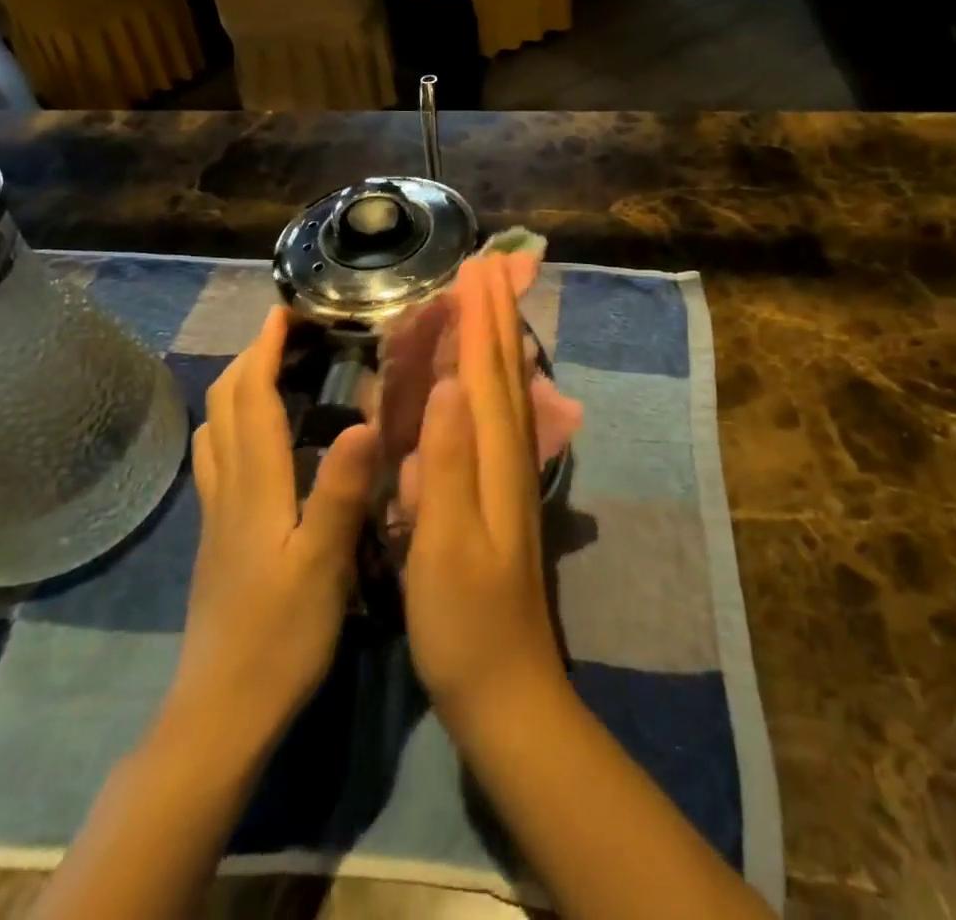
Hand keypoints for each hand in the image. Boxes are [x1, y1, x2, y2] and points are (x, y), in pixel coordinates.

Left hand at [170, 307, 381, 740]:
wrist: (220, 713)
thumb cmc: (279, 637)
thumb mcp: (323, 564)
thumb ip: (341, 491)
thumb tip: (364, 420)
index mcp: (256, 486)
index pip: (254, 399)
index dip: (266, 350)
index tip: (284, 312)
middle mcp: (229, 488)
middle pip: (226, 405)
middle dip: (250, 358)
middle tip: (285, 333)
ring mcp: (218, 514)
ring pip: (215, 431)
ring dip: (237, 388)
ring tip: (271, 371)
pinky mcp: (218, 537)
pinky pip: (218, 459)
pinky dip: (234, 425)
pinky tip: (258, 439)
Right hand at [404, 256, 567, 736]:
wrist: (505, 689)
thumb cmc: (466, 621)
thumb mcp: (447, 544)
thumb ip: (449, 463)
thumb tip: (451, 382)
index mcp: (495, 459)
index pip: (490, 371)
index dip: (483, 318)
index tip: (477, 267)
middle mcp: (508, 455)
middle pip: (505, 370)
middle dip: (496, 315)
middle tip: (488, 266)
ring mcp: (507, 474)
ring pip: (505, 389)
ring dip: (497, 340)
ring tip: (488, 302)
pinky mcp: (498, 493)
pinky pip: (495, 416)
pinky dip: (490, 381)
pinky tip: (481, 378)